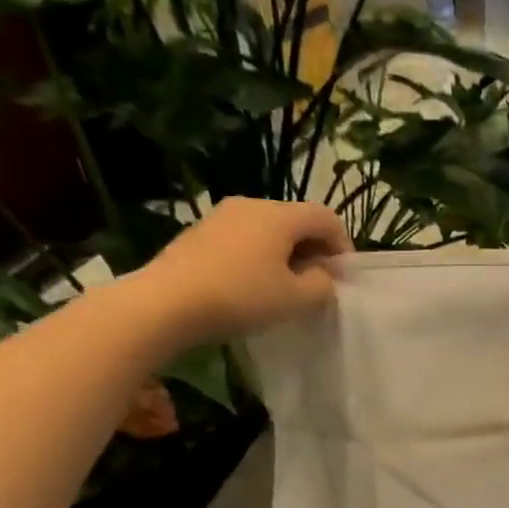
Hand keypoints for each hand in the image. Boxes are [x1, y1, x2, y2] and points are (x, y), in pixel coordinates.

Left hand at [138, 198, 349, 340]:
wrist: (165, 302)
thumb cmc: (241, 297)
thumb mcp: (296, 299)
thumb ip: (322, 286)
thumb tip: (322, 276)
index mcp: (279, 216)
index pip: (326, 217)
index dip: (342, 245)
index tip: (341, 277)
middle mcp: (251, 205)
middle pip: (296, 220)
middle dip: (314, 249)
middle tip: (316, 283)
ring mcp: (221, 216)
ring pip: (269, 229)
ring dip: (285, 253)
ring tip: (284, 286)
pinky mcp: (200, 232)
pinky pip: (244, 238)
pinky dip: (259, 256)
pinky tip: (252, 285)